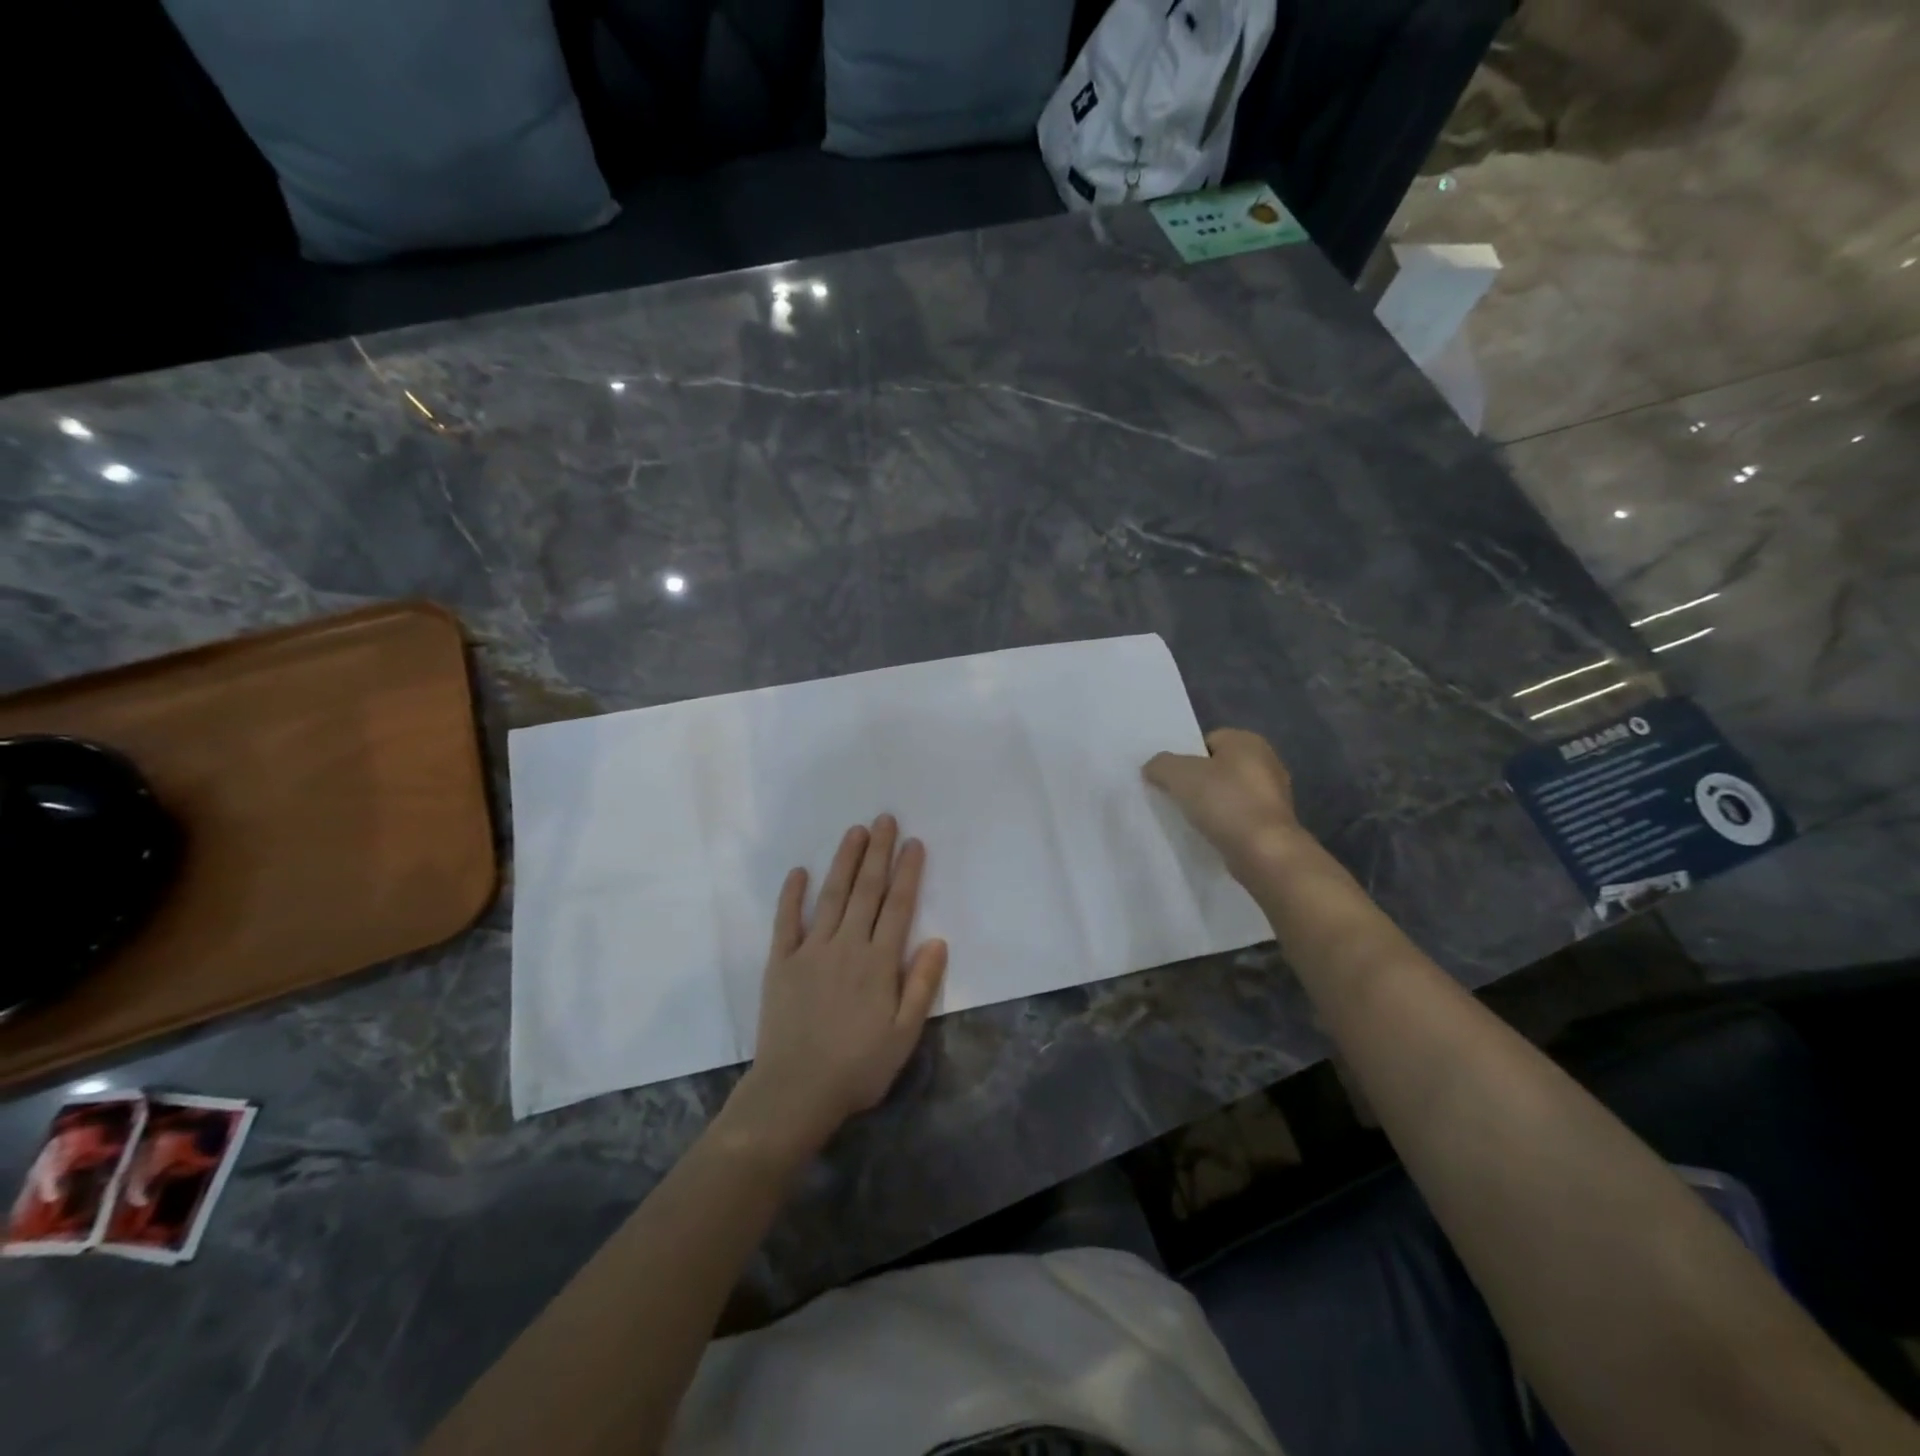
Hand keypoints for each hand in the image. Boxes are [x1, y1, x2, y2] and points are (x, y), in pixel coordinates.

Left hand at [735, 815, 946, 1153]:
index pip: (898, 906)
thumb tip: (938, 940)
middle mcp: (847, 946)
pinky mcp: (782, 962)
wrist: (795, 1091)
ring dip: (844, 861)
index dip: (907, 872)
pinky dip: (792, 895)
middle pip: (866, 891)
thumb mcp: (904, 1034)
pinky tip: (799, 871)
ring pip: (832, 896)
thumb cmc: (858, 1067)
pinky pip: (787, 921)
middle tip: (885, 819)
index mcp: (879, 962)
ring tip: (855, 832)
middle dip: (878, 853)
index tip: (914, 843)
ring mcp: (811, 950)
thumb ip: (921, 985)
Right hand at [1143, 728, 1306, 872]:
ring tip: (1187, 820)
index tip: (1170, 779)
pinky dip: (1222, 826)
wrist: (1265, 853)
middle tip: (1174, 798)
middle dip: (1196, 782)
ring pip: (1227, 795)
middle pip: (1217, 768)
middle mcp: (1266, 762)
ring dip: (1209, 806)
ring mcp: (1273, 796)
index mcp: (1248, 741)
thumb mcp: (1179, 775)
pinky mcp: (1273, 826)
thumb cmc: (1225, 803)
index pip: (1207, 741)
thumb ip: (1160, 764)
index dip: (1185, 758)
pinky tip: (1207, 836)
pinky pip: (1237, 819)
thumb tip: (1153, 768)